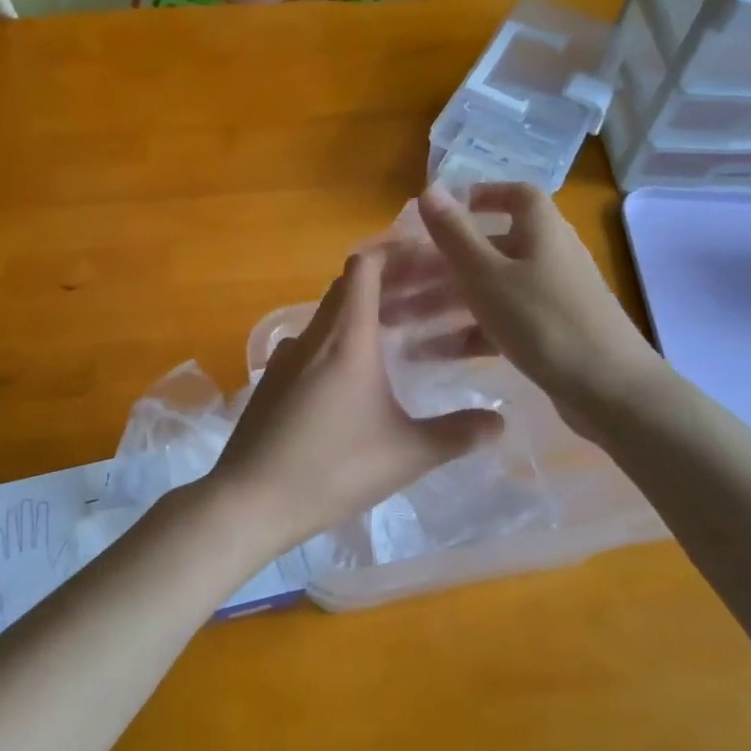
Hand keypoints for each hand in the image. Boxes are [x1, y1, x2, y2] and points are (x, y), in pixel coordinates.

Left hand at [211, 248, 503, 553]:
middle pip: (353, 288)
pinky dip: (346, 341)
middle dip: (397, 283)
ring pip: (334, 317)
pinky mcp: (274, 381)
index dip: (397, 252)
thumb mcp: (407, 454)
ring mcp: (288, 357)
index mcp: (346, 337)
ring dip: (372, 314)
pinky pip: (316, 344)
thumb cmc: (333, 468)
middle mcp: (313, 335)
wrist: (251, 499)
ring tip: (412, 330)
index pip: (366, 266)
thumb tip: (499, 422)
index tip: (432, 256)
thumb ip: (458, 434)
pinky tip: (366, 374)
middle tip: (438, 294)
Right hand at [383, 184, 667, 432]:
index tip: (441, 213)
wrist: (610, 390)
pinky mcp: (549, 333)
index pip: (514, 195)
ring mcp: (551, 297)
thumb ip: (454, 233)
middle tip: (396, 282)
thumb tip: (430, 187)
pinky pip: (500, 323)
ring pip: (488, 289)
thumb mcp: (487, 274)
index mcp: (540, 230)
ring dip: (444, 303)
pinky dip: (468, 332)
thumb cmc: (543, 320)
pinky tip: (431, 353)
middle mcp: (548, 256)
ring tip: (399, 322)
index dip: (479, 196)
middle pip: (488, 249)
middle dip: (440, 265)